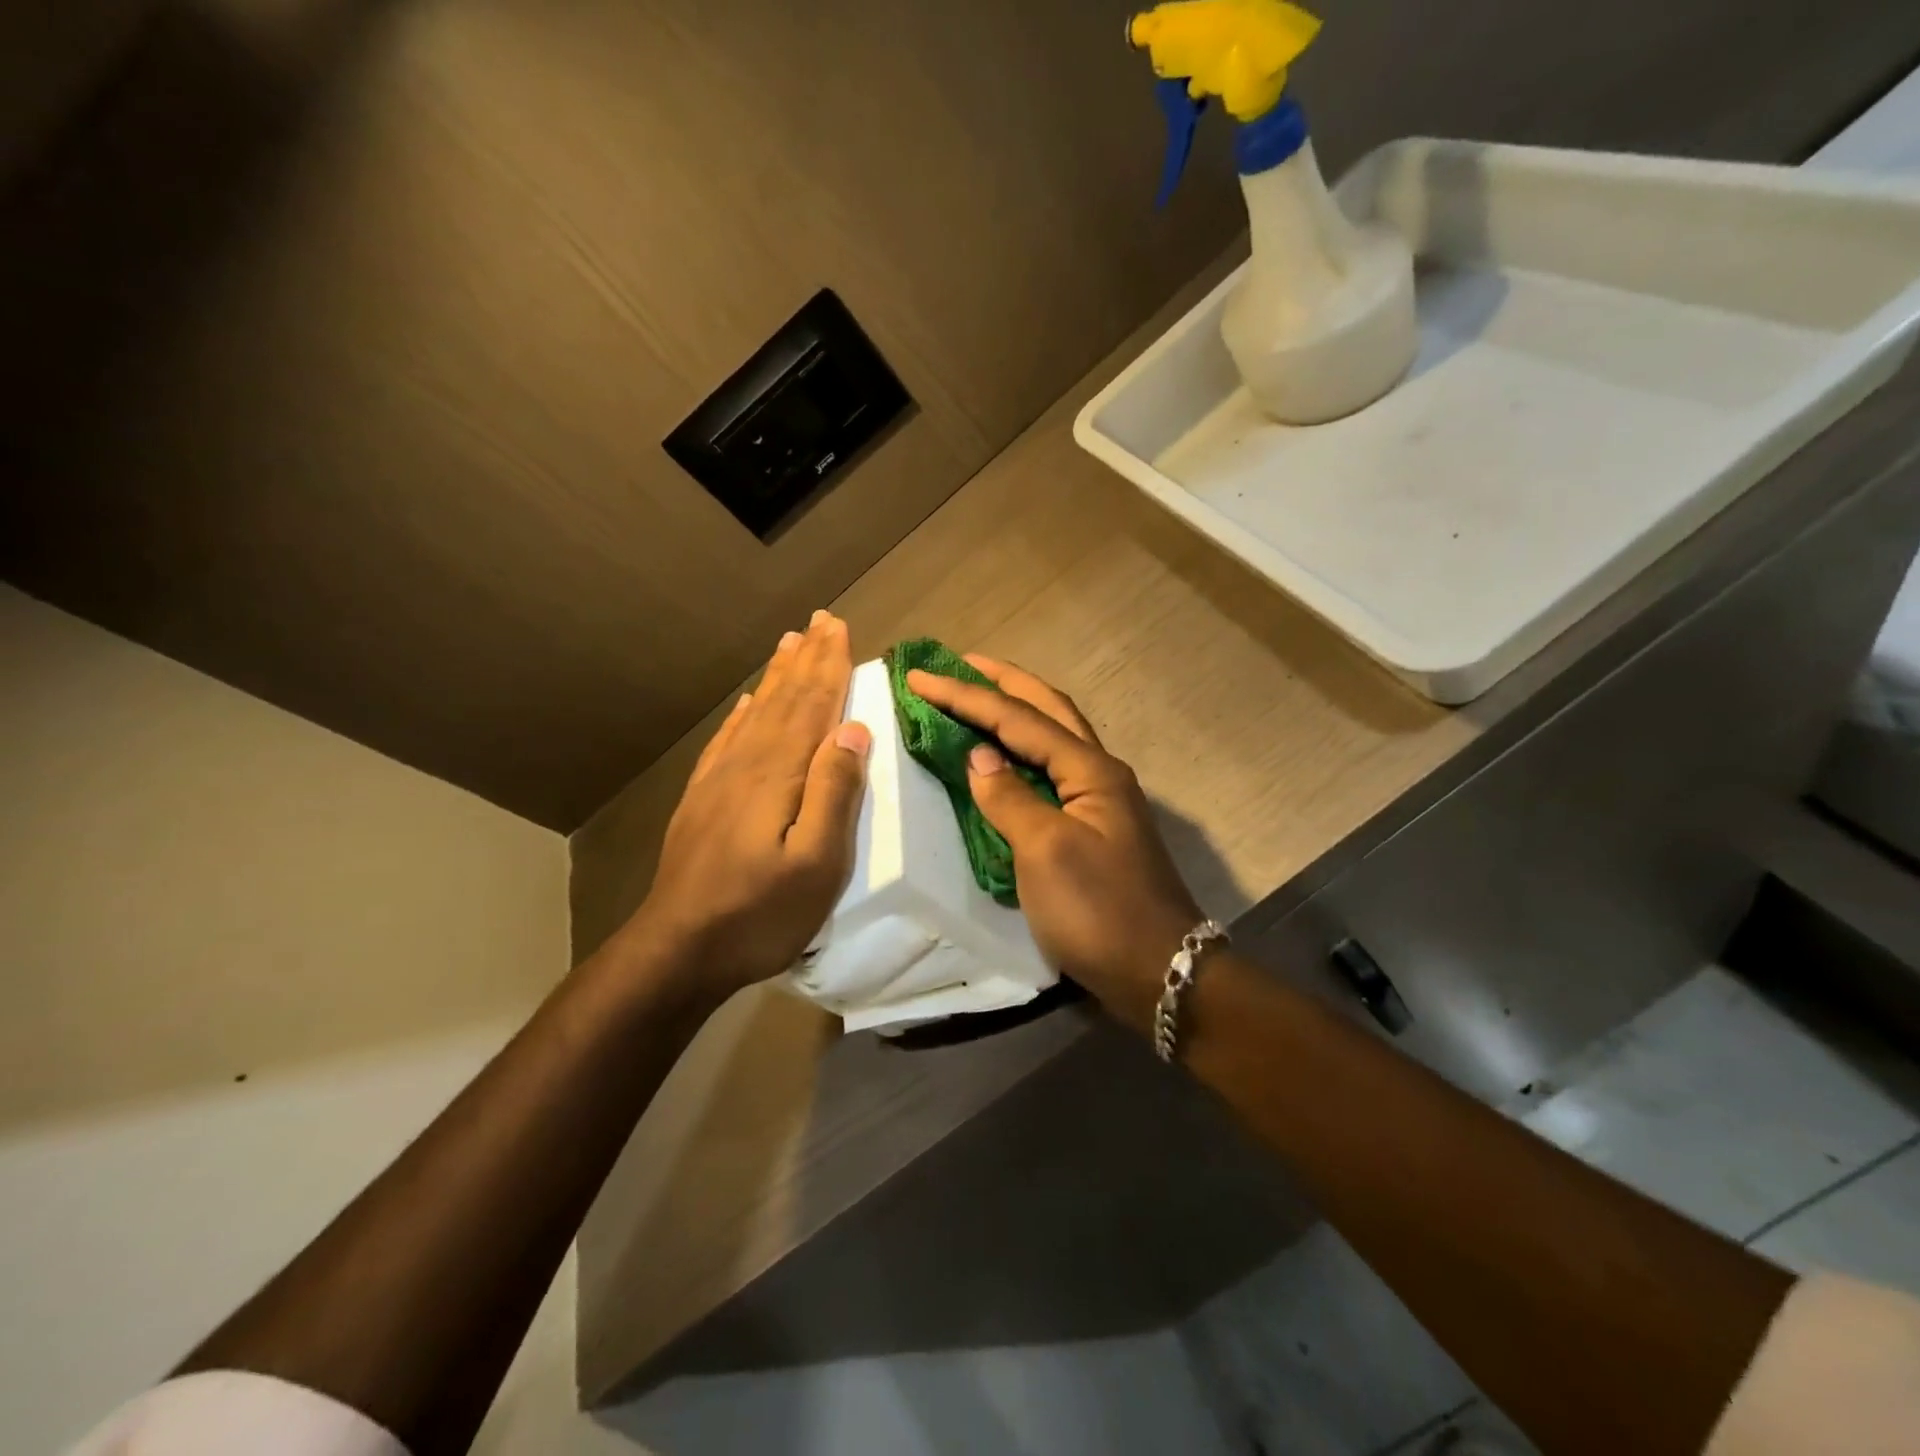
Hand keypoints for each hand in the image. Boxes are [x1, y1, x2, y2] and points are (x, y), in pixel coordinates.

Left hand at [627, 611, 871, 1002]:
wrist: (680, 948)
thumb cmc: (761, 912)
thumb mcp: (817, 862)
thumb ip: (835, 792)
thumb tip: (852, 729)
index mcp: (779, 774)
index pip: (812, 706)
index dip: (829, 666)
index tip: (838, 627)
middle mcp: (748, 764)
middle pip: (784, 700)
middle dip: (806, 659)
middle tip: (819, 621)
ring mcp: (719, 781)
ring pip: (756, 714)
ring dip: (776, 678)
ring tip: (788, 645)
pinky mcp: (702, 801)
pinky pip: (727, 742)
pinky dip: (742, 716)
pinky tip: (746, 705)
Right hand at [905, 656, 1201, 1030]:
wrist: (1157, 970)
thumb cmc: (1098, 910)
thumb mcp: (1045, 852)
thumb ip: (1009, 798)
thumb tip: (979, 757)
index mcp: (1089, 770)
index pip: (1019, 718)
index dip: (967, 695)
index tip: (920, 677)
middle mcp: (1098, 772)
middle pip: (1047, 709)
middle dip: (1003, 682)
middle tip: (959, 664)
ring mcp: (1099, 799)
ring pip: (1053, 736)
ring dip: (1016, 710)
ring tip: (979, 695)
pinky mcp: (1092, 826)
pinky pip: (1051, 770)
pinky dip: (1022, 751)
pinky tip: (1004, 756)